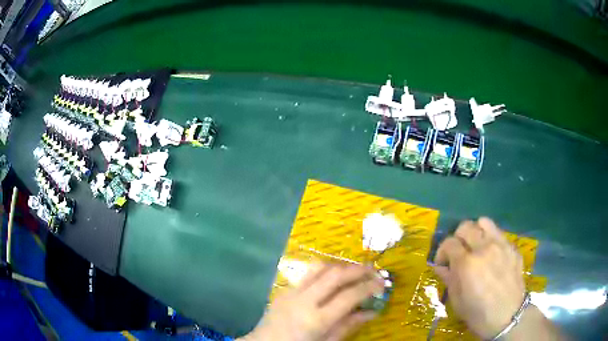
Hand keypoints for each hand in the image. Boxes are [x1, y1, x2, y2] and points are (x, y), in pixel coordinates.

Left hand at [241, 263, 384, 340]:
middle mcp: (304, 301)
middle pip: (335, 275)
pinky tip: (332, 278)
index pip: (349, 296)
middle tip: (373, 270)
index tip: (382, 283)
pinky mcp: (284, 290)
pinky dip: (324, 271)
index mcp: (316, 320)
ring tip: (355, 271)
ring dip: (340, 266)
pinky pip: (307, 274)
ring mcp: (292, 292)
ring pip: (319, 267)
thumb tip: (372, 312)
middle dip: (357, 269)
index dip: (369, 287)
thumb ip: (348, 326)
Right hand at [433, 217, 525, 339]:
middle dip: (457, 238)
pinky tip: (491, 255)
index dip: (442, 251)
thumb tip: (439, 266)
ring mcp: (501, 245)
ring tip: (475, 246)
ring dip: (475, 231)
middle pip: (465, 227)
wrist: (508, 316)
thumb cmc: (478, 313)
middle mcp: (484, 248)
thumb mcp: (457, 301)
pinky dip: (490, 239)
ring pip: (484, 222)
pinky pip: (499, 233)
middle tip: (458, 253)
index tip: (442, 262)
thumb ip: (448, 278)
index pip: (449, 243)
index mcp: (467, 264)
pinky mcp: (512, 247)